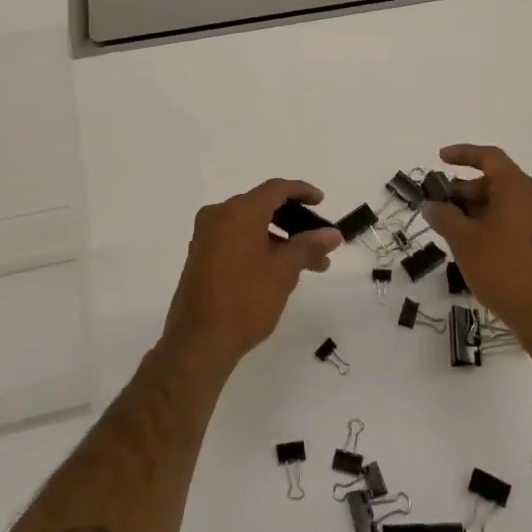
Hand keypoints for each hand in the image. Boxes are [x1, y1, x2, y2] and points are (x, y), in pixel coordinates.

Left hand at [162, 178, 341, 372]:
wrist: (198, 343)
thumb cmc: (245, 301)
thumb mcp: (283, 272)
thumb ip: (308, 246)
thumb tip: (332, 234)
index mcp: (238, 212)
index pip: (275, 189)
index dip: (302, 191)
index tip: (322, 201)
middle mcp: (218, 216)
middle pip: (262, 206)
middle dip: (294, 222)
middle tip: (319, 241)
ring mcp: (206, 237)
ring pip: (250, 226)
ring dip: (280, 239)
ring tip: (307, 265)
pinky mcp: (201, 256)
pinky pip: (236, 239)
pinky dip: (260, 246)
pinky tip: (279, 271)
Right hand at [423, 144, 531, 343]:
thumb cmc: (503, 268)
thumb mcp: (464, 240)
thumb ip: (444, 217)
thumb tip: (431, 205)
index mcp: (518, 188)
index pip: (490, 157)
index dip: (463, 154)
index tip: (440, 158)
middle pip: (497, 181)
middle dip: (465, 189)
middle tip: (440, 205)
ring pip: (506, 204)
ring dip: (477, 209)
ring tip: (452, 229)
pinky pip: (515, 222)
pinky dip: (492, 224)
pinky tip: (474, 247)